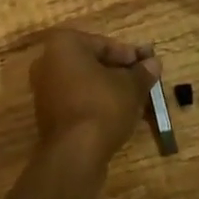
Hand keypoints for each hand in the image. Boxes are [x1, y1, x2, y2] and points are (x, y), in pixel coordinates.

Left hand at [29, 29, 160, 166]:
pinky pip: (76, 101)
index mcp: (65, 44)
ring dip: (108, 90)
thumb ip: (142, 72)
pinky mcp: (46, 115)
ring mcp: (44, 89)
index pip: (104, 45)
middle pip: (92, 63)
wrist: (74, 155)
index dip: (129, 56)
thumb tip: (154, 63)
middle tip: (143, 82)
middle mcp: (48, 61)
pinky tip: (116, 117)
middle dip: (118, 73)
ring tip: (134, 101)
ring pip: (84, 84)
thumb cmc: (102, 106)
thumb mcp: (130, 87)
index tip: (148, 66)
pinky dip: (94, 104)